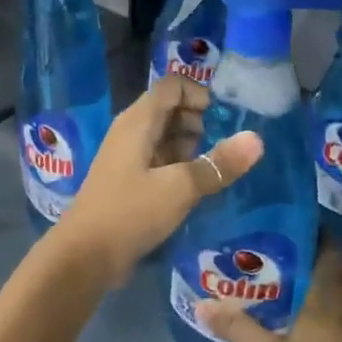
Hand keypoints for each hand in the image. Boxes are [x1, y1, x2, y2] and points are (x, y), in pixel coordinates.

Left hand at [55, 75, 261, 283]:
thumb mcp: (181, 187)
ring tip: (215, 168)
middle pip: (170, 109)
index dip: (199, 93)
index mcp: (139, 121)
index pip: (172, 86)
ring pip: (165, 136)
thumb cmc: (131, 212)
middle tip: (223, 146)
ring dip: (191, 146)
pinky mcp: (128, 181)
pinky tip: (197, 186)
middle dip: (199, 121)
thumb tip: (257, 139)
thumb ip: (219, 164)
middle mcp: (131, 131)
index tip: (224, 117)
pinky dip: (179, 165)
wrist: (85, 256)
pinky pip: (158, 160)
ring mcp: (128, 157)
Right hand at [200, 242, 341, 341]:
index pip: (328, 246)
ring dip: (330, 298)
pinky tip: (323, 339)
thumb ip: (237, 326)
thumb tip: (203, 304)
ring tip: (299, 304)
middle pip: (338, 273)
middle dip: (313, 269)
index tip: (287, 234)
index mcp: (332, 293)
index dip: (311, 236)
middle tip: (283, 271)